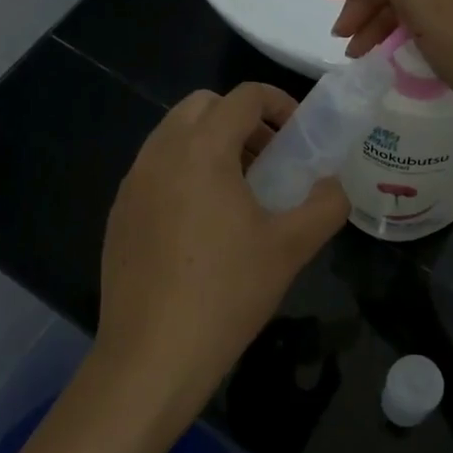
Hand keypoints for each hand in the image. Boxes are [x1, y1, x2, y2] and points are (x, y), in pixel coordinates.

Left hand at [95, 83, 348, 428]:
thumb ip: (325, 205)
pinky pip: (155, 169)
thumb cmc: (227, 293)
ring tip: (239, 191)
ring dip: (211, 144)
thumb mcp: (292, 247)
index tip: (299, 135)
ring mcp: (132, 182)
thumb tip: (334, 186)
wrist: (152, 355)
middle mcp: (160, 153)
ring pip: (174, 135)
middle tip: (269, 159)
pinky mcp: (118, 213)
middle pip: (203, 105)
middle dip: (241, 119)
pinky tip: (202, 224)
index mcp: (201, 150)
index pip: (243, 96)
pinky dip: (184, 171)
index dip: (279, 103)